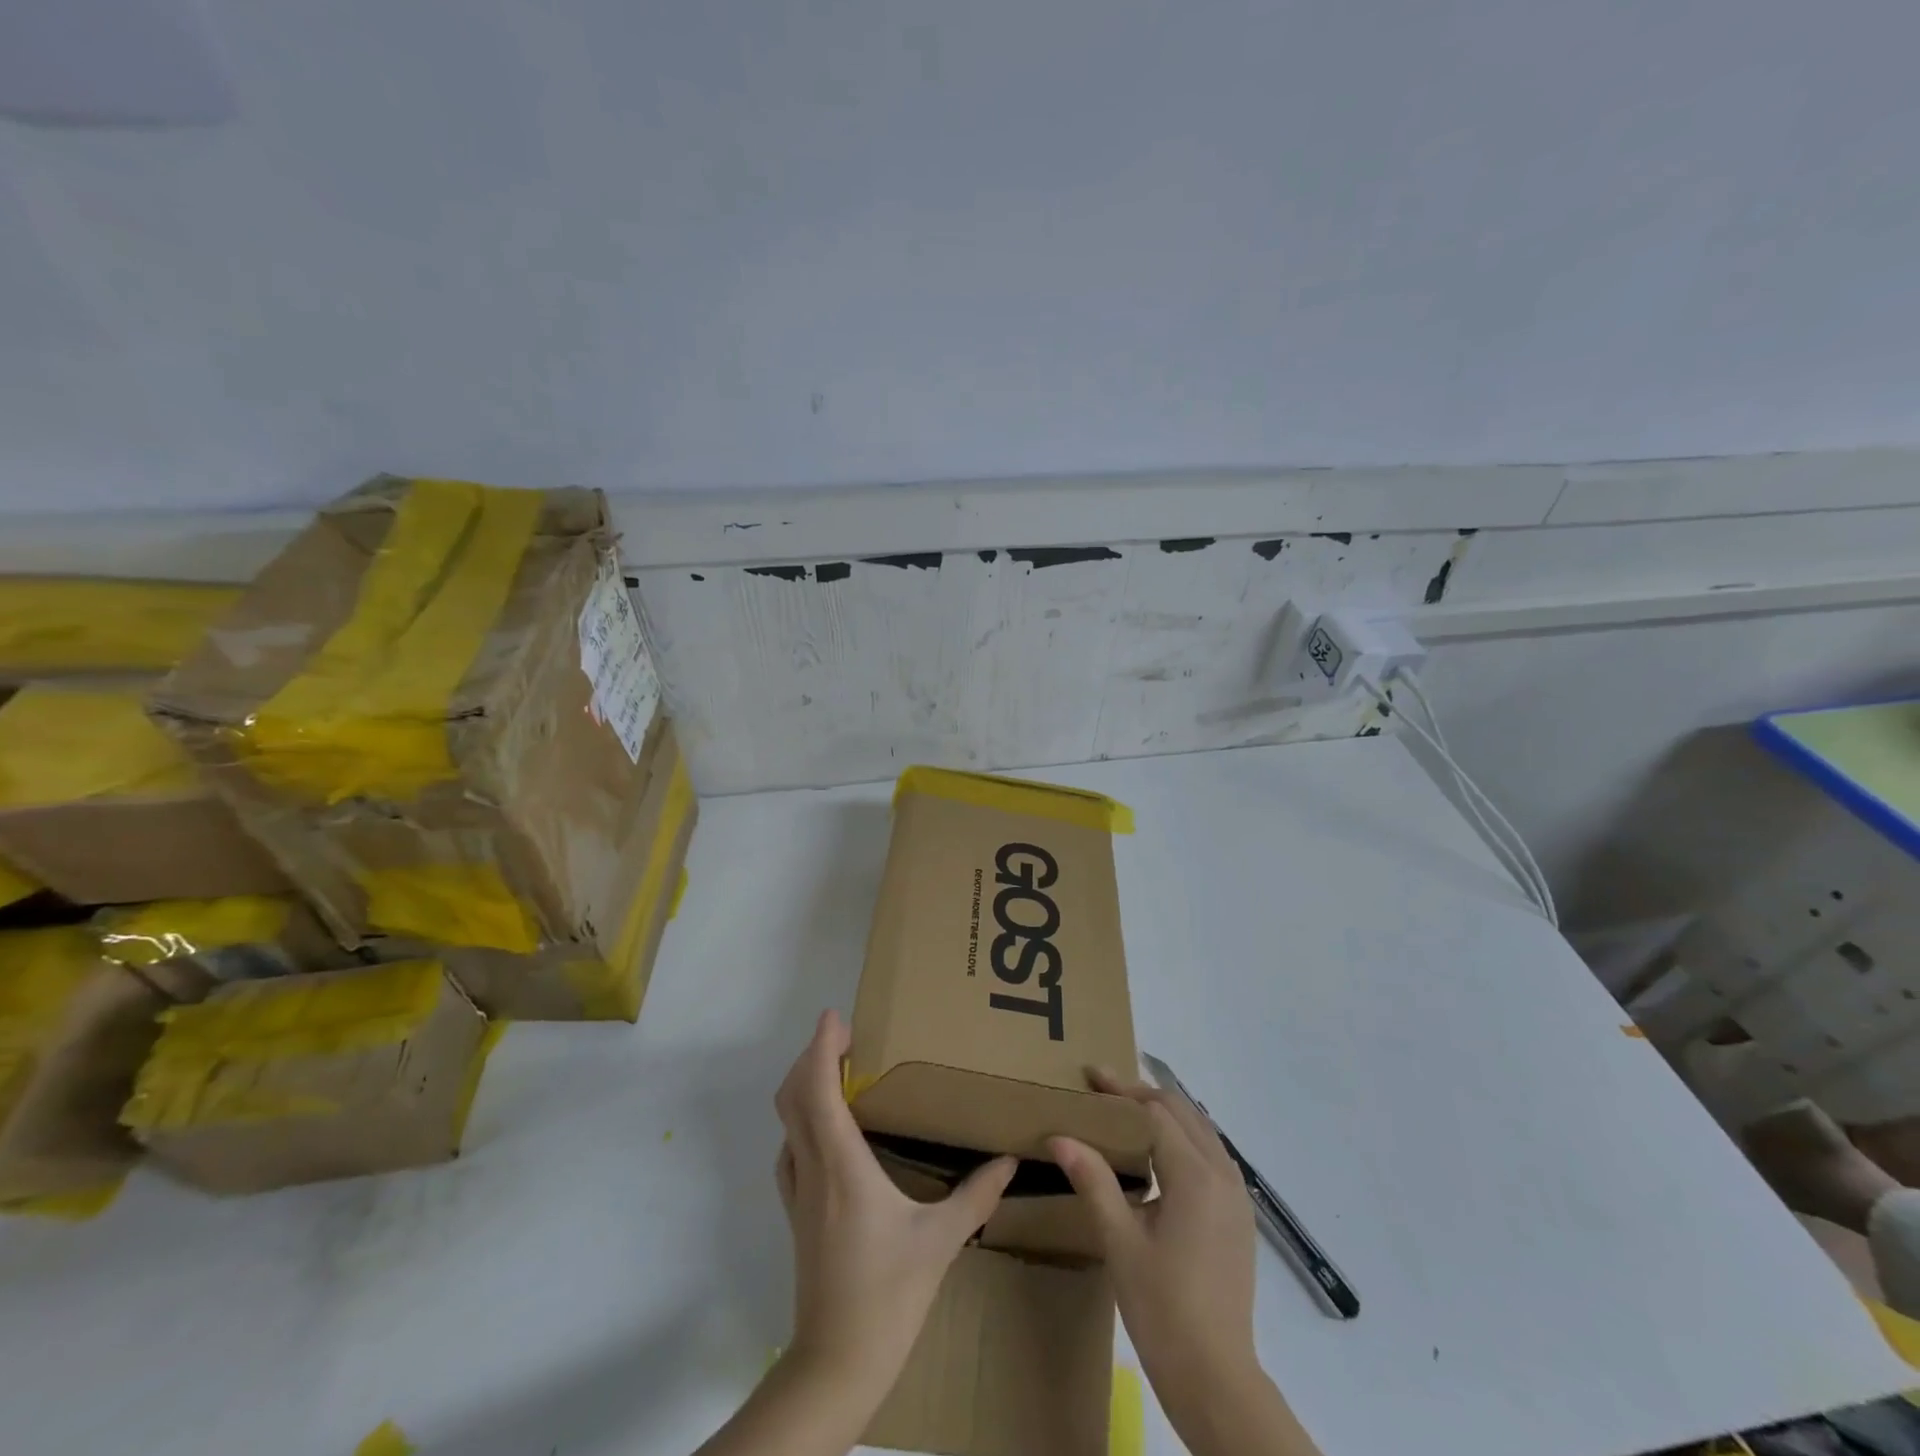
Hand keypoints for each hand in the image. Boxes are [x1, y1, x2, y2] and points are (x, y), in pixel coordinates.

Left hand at [774, 1009, 1015, 1404]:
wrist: (835, 1364)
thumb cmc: (888, 1296)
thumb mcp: (940, 1242)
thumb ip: (976, 1196)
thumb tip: (1008, 1160)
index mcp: (843, 1165)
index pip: (819, 1089)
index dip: (822, 1047)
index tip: (835, 1016)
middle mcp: (813, 1168)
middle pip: (793, 1096)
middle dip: (812, 1056)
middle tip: (845, 1037)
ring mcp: (798, 1192)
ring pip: (788, 1120)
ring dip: (804, 1085)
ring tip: (838, 1072)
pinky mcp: (796, 1213)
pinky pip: (790, 1149)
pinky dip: (803, 1120)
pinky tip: (829, 1130)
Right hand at [1050, 1069, 1269, 1440]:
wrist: (1216, 1378)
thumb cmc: (1163, 1309)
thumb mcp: (1120, 1242)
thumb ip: (1093, 1181)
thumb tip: (1060, 1136)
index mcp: (1196, 1177)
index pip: (1156, 1113)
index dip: (1121, 1090)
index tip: (1090, 1075)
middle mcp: (1223, 1176)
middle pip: (1182, 1112)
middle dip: (1142, 1094)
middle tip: (1103, 1087)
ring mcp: (1237, 1197)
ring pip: (1201, 1130)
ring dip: (1165, 1112)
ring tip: (1126, 1109)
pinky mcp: (1239, 1217)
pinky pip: (1212, 1154)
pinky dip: (1184, 1136)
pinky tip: (1160, 1150)